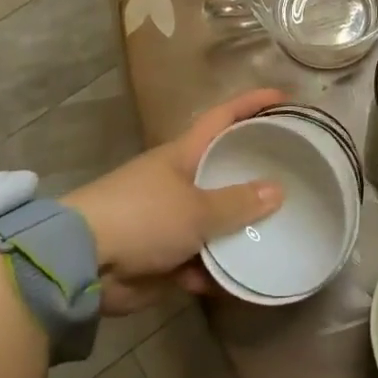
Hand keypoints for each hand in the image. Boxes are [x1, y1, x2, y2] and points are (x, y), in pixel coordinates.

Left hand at [62, 88, 285, 313]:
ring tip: (280, 234)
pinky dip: (218, 269)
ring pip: (215, 220)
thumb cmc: (143, 217)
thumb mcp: (196, 209)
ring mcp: (169, 219)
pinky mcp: (162, 256)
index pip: (223, 118)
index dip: (252, 104)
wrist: (82, 262)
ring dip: (240, 230)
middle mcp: (178, 181)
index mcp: (183, 154)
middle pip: (223, 170)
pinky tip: (245, 280)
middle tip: (295, 176)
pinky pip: (200, 260)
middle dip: (254, 174)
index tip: (284, 98)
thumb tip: (278, 190)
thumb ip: (237, 203)